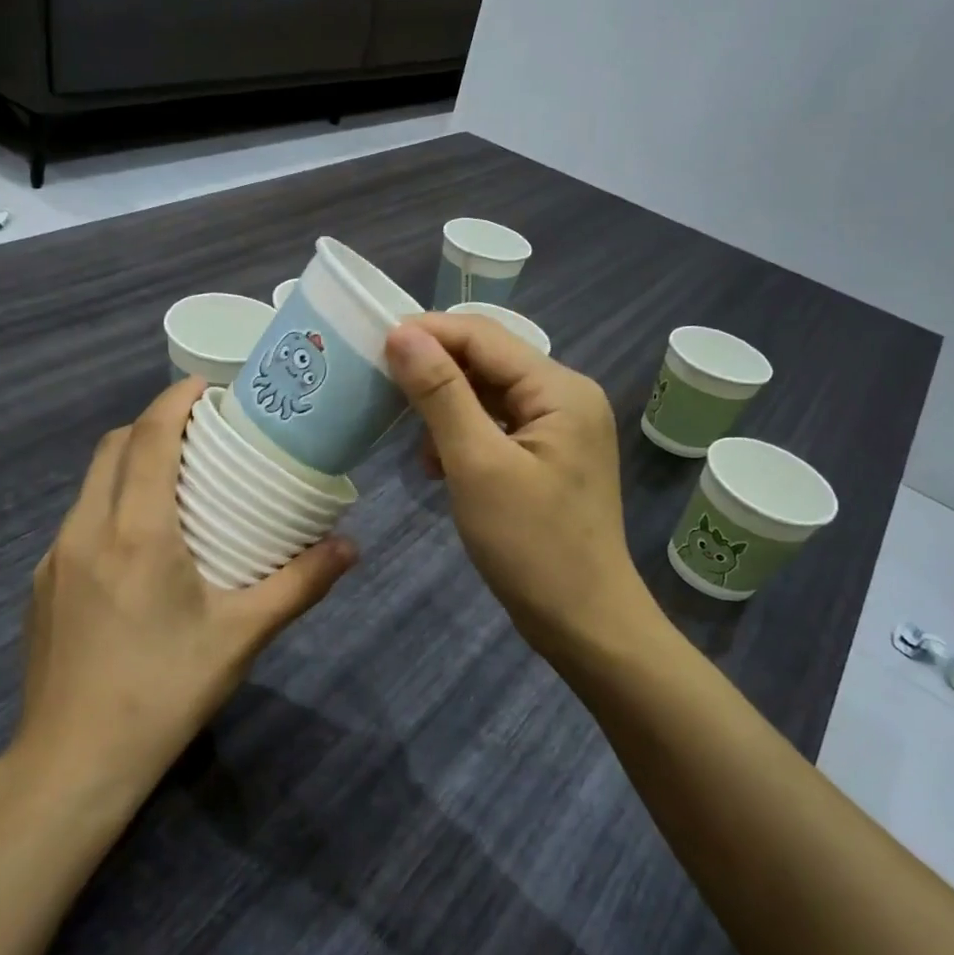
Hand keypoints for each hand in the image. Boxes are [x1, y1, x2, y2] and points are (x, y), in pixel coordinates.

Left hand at [14, 378, 354, 814]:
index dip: (176, 399)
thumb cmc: (163, 692)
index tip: (209, 388)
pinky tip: (140, 550)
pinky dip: (110, 505)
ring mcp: (54, 558)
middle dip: (154, 425)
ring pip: (91, 483)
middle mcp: (85, 529)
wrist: (72, 764)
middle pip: (113, 447)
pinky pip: (78, 521)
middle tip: (202, 437)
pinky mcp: (41, 586)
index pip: (149, 437)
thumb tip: (351, 546)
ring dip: (130, 465)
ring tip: (177, 486)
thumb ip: (299, 584)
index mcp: (135, 531)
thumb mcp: (241, 637)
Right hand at [385, 315, 644, 657]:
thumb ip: (441, 394)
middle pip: (489, 362)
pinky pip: (498, 430)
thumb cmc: (531, 545)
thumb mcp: (477, 464)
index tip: (371, 342)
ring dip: (445, 409)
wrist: (583, 622)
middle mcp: (566, 398)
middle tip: (379, 385)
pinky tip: (436, 465)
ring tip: (408, 436)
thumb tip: (402, 334)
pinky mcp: (548, 461)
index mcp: (560, 389)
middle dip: (434, 371)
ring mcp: (560, 431)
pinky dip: (463, 438)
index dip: (427, 332)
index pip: (484, 337)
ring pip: (490, 397)